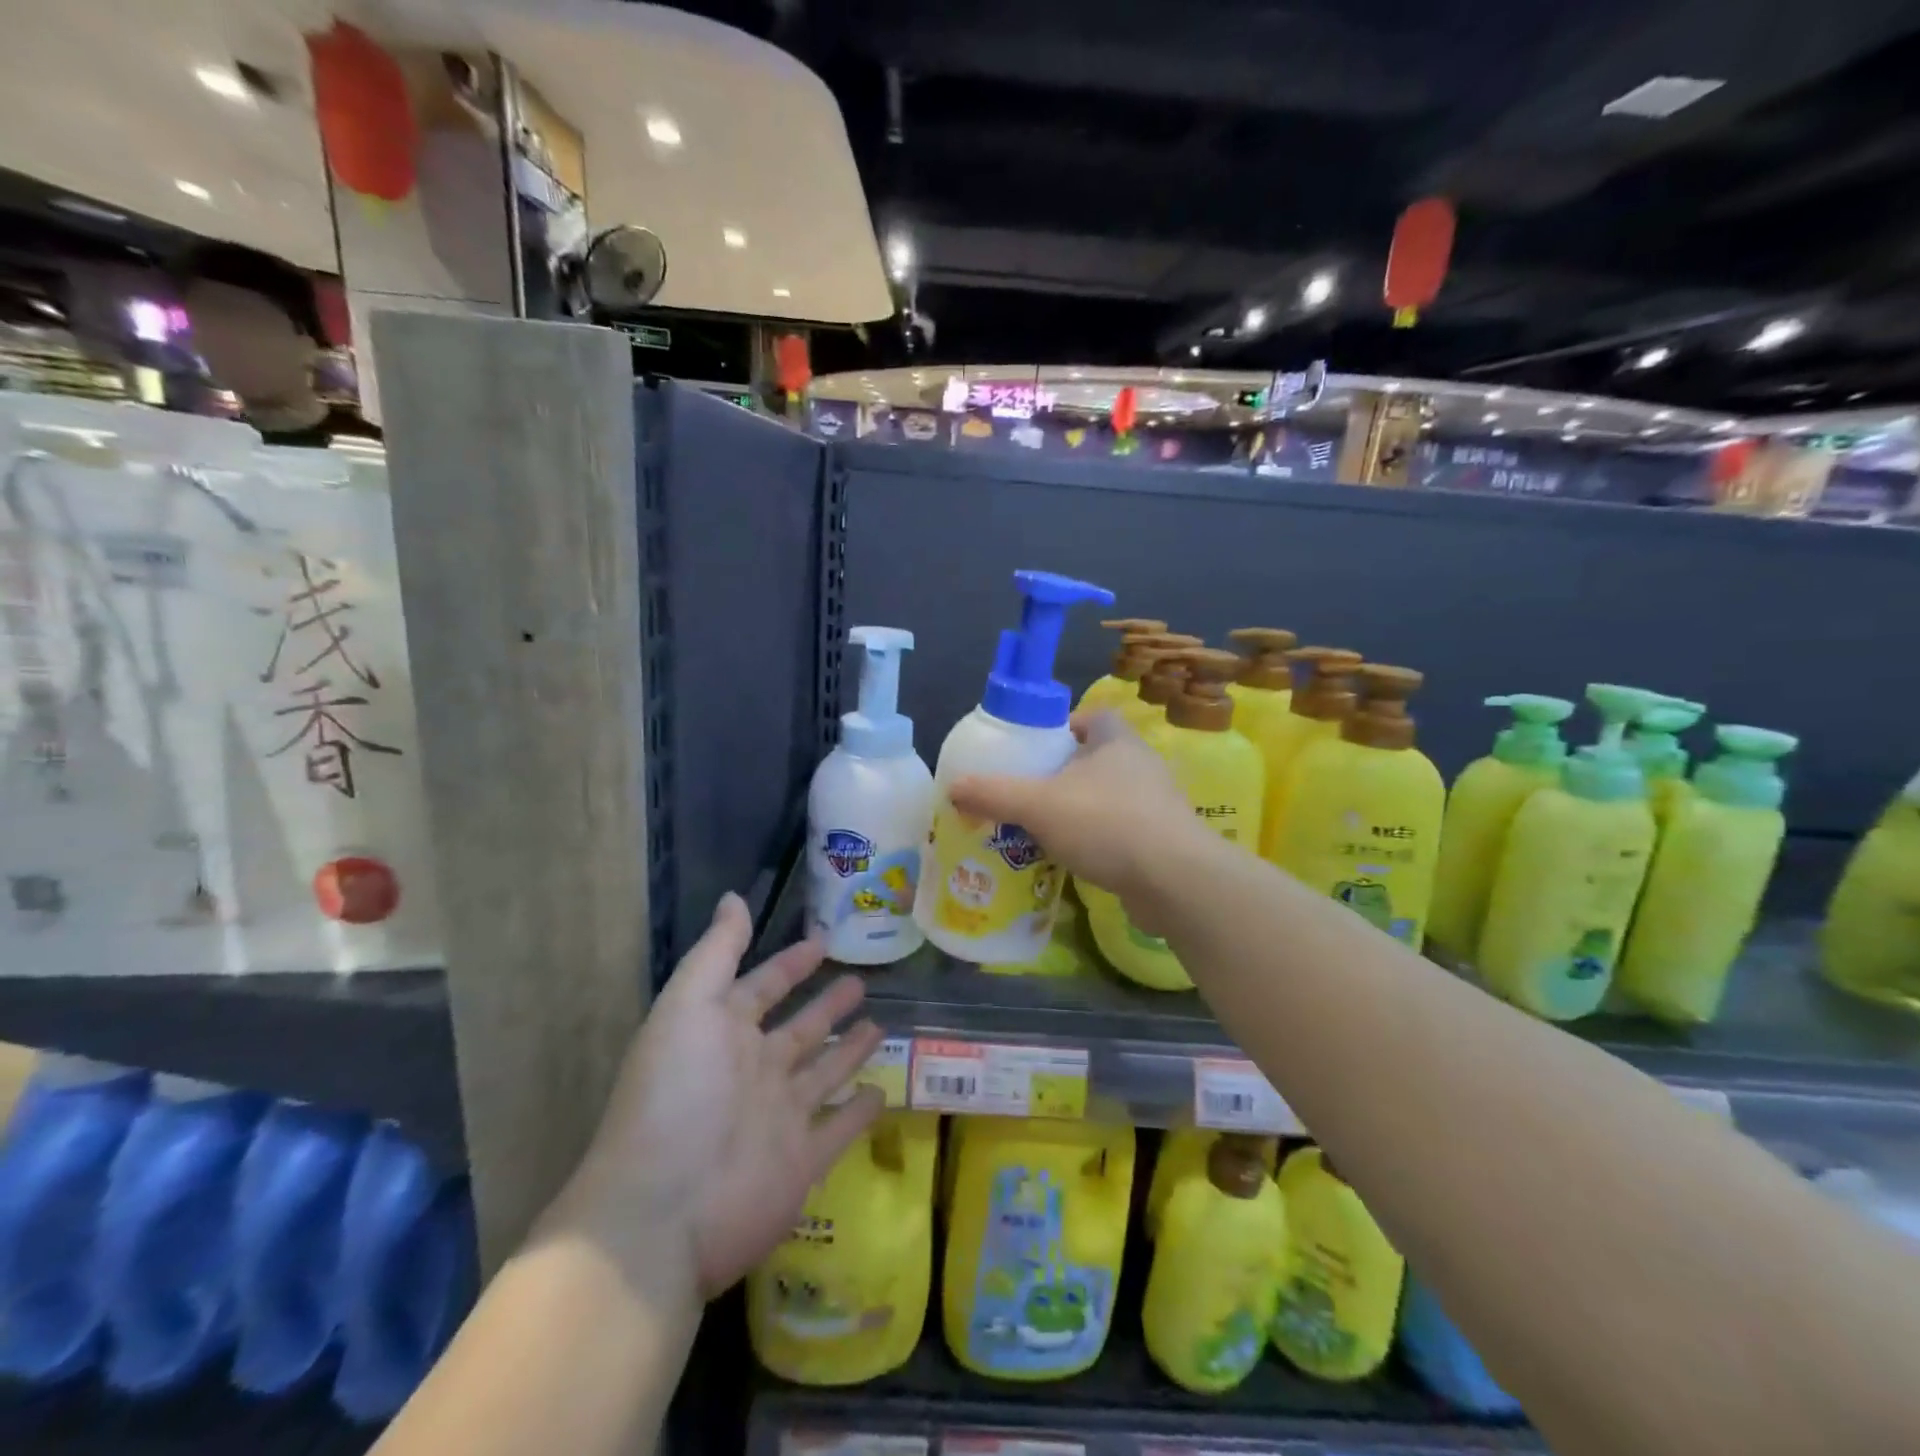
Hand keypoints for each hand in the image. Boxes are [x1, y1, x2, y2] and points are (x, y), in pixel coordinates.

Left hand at [549, 894, 884, 1307]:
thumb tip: (735, 897)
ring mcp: (781, 1118)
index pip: (764, 987)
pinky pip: (838, 1129)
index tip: (823, 941)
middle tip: (862, 980)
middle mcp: (755, 1072)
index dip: (790, 964)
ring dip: (849, 1050)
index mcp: (725, 1034)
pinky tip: (884, 1091)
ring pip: (824, 1074)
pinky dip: (860, 1112)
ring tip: (880, 1026)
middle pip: (800, 1030)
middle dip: (827, 1003)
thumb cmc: (675, 1095)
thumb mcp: (689, 1006)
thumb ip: (717, 952)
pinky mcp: (803, 1162)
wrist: (662, 1212)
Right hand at [949, 709, 1199, 902]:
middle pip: (1095, 758)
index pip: (1092, 717)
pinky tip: (1073, 859)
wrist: (1175, 881)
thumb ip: (994, 794)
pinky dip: (1097, 840)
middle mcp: (1141, 765)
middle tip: (1028, 793)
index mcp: (1117, 740)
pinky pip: (1121, 831)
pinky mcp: (1162, 841)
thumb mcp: (1039, 804)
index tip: (1034, 751)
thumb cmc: (1106, 824)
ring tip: (1043, 829)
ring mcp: (1157, 804)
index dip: (1062, 728)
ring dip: (1079, 810)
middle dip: (1063, 774)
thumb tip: (953, 787)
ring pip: (1107, 797)